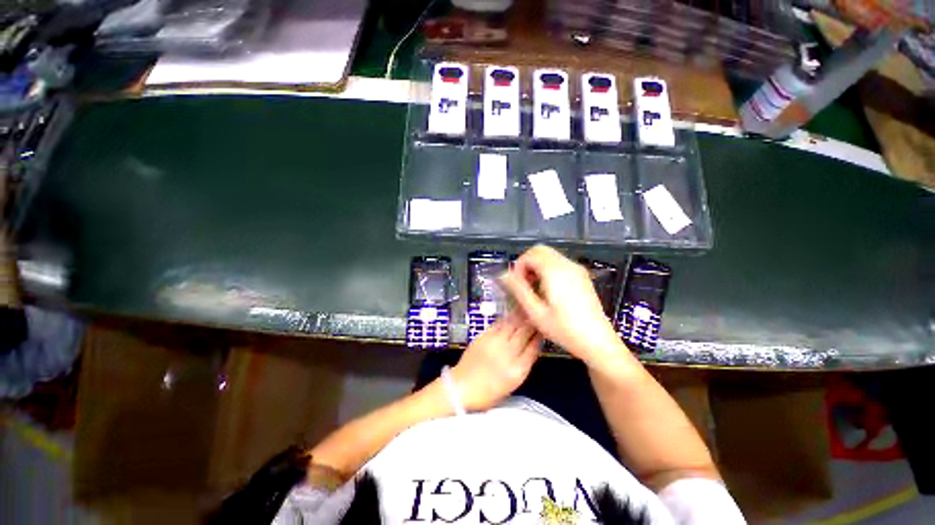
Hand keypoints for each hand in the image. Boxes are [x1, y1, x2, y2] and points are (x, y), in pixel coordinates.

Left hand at [450, 314, 541, 410]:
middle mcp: (507, 353)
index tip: (545, 328)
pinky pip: (499, 323)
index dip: (541, 335)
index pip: (534, 347)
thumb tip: (533, 345)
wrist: (462, 387)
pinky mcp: (483, 335)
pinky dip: (508, 318)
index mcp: (517, 370)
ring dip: (522, 315)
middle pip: (525, 332)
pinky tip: (512, 315)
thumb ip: (524, 363)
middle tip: (538, 314)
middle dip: (533, 321)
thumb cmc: (489, 392)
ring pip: (513, 323)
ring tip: (528, 309)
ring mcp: (494, 342)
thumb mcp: (513, 384)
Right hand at [500, 245, 626, 367]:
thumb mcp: (536, 312)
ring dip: (537, 266)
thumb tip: (503, 274)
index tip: (516, 284)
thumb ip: (518, 290)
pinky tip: (548, 290)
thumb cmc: (565, 329)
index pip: (530, 254)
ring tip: (534, 289)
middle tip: (524, 285)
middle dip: (527, 264)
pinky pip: (559, 263)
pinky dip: (548, 269)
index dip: (518, 266)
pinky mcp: (581, 276)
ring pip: (549, 255)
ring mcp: (576, 269)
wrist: (597, 341)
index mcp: (555, 272)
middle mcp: (567, 265)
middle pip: (540, 250)